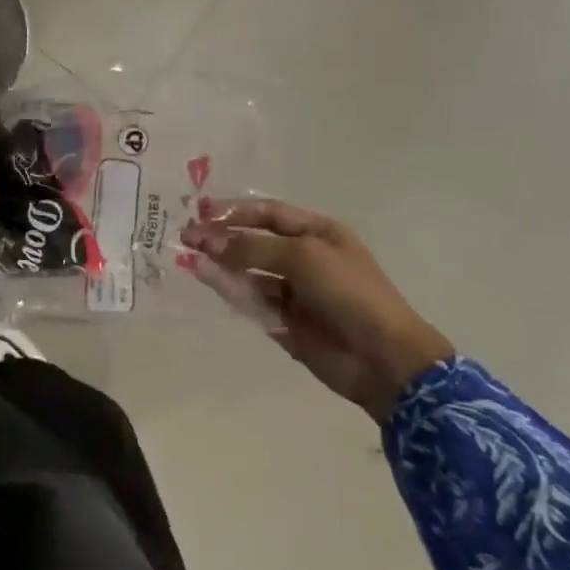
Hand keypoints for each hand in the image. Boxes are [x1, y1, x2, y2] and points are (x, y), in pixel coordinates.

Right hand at [182, 199, 453, 423]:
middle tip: (186, 236)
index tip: (201, 212)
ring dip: (221, 264)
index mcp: (318, 234)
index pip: (269, 214)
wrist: (383, 358)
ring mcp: (293, 291)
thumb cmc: (350, 294)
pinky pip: (251, 300)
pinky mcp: (283, 321)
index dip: (235, 211)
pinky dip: (229, 289)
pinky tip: (206, 278)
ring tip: (189, 256)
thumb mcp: (303, 258)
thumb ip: (252, 248)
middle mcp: (303, 258)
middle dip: (222, 237)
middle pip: (254, 242)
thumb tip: (207, 242)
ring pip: (248, 272)